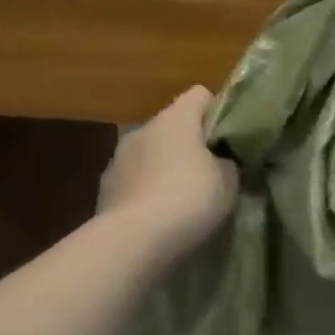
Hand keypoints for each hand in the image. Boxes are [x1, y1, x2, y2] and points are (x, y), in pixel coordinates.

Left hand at [98, 86, 238, 261]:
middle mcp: (143, 129)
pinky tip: (156, 215)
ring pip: (150, 153)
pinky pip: (134, 179)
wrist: (135, 238)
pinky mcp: (106, 186)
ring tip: (180, 199)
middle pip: (172, 126)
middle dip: (189, 145)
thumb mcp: (228, 182)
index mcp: (175, 119)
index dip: (217, 112)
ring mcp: (119, 157)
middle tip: (208, 173)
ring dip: (164, 167)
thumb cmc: (189, 200)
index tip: (228, 140)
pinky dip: (145, 190)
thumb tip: (220, 162)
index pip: (200, 95)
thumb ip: (227, 164)